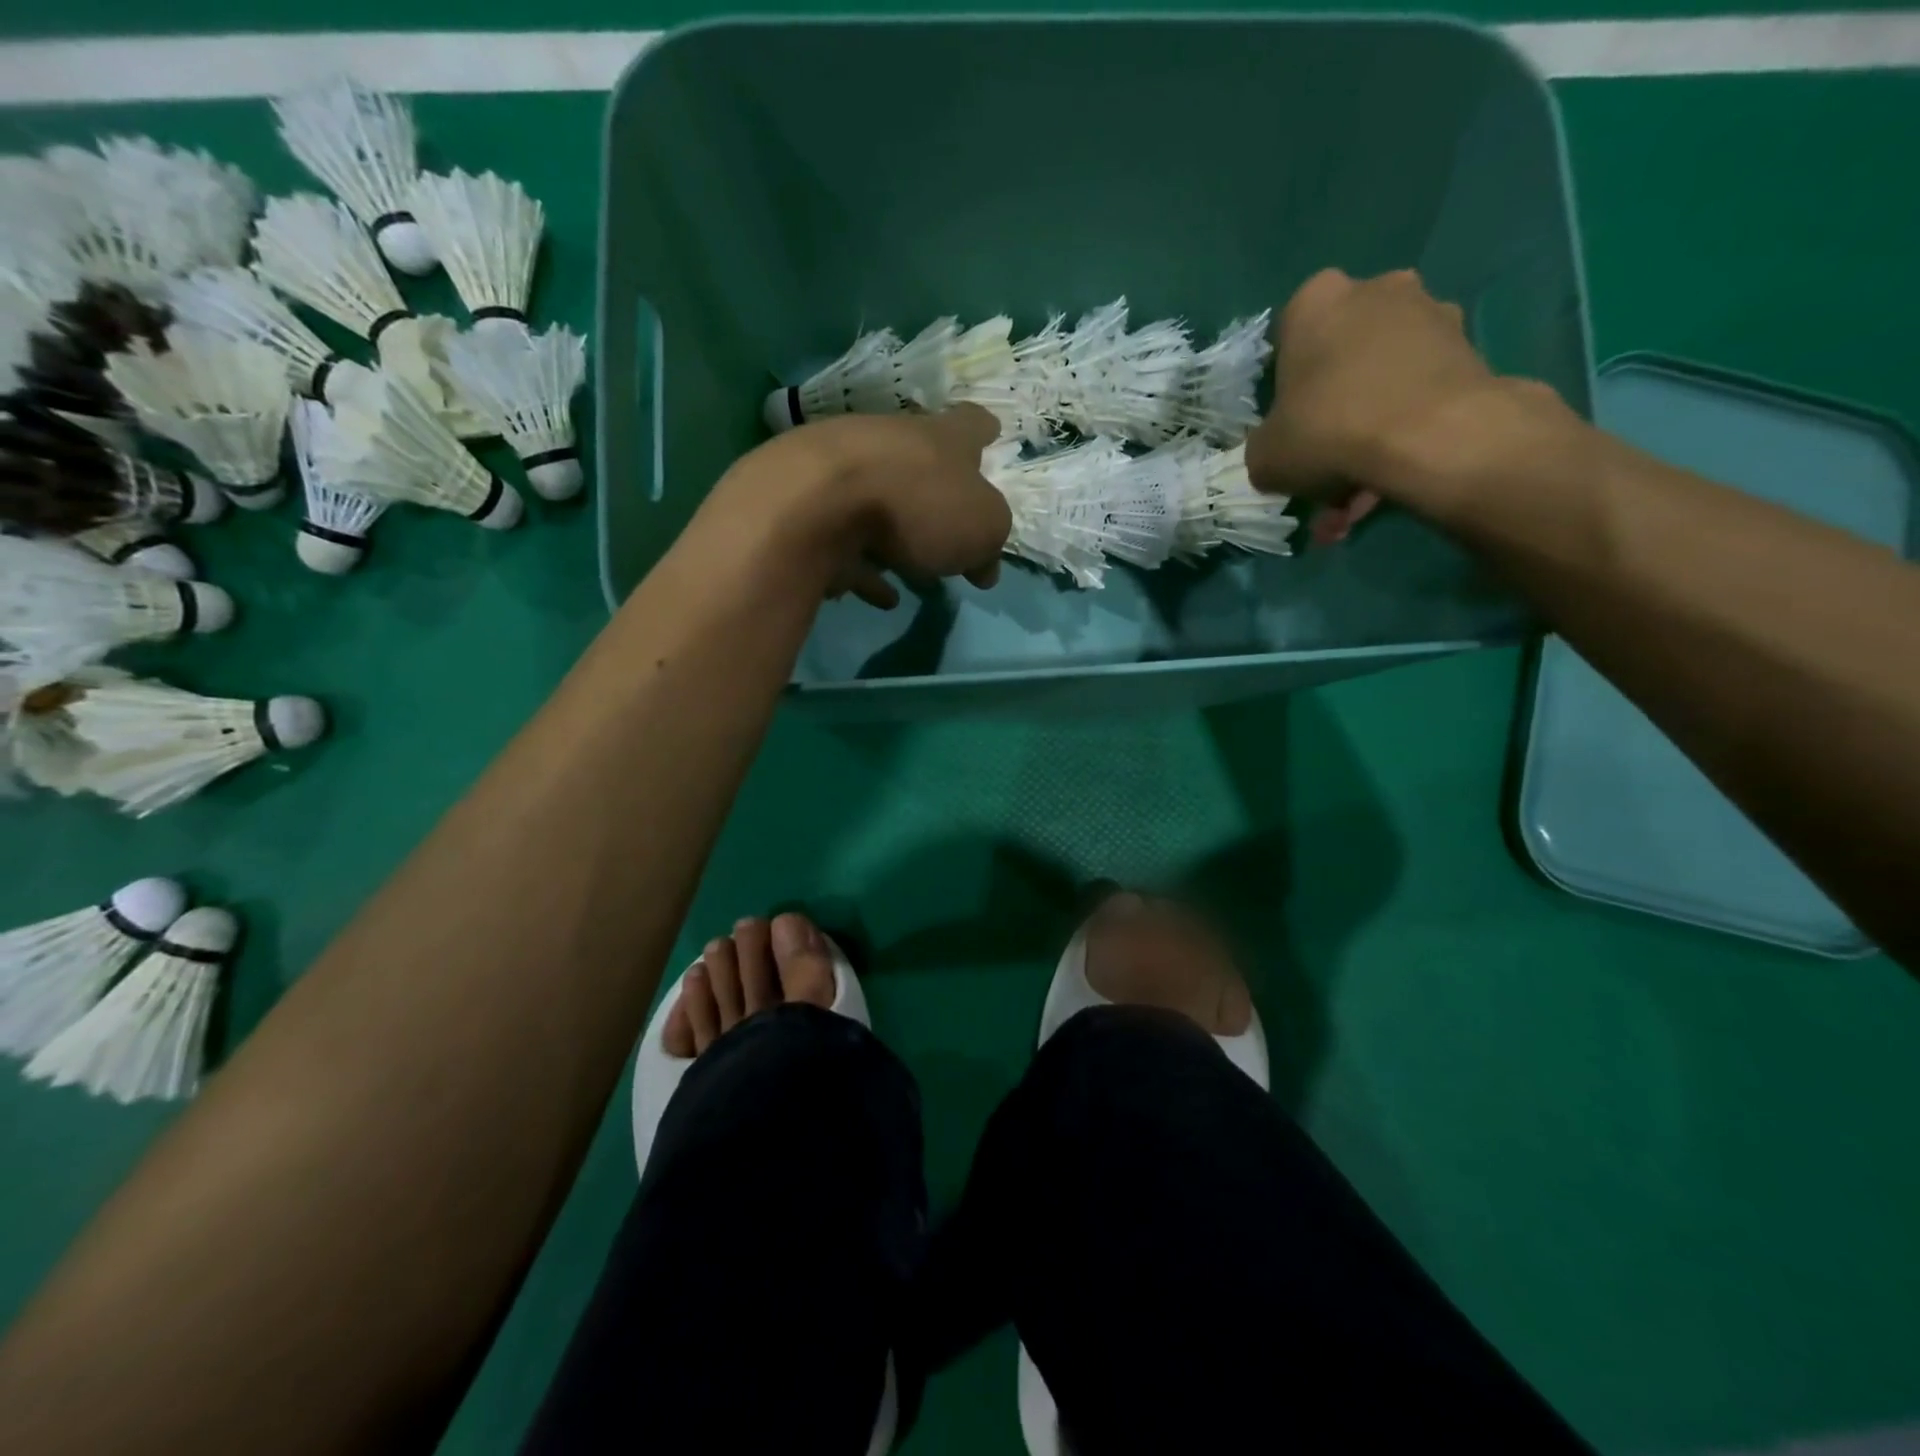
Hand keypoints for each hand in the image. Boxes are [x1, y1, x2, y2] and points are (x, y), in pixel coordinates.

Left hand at [710, 405, 1010, 608]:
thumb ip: (991, 542)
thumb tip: (985, 565)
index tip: (990, 435)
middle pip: (921, 463)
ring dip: (898, 536)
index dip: (983, 431)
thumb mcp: (983, 527)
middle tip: (952, 531)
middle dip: (937, 495)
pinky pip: (847, 543)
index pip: (971, 423)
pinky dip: (866, 567)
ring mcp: (845, 472)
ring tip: (915, 576)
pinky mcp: (811, 508)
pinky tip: (879, 596)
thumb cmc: (919, 504)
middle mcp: (893, 443)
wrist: (816, 504)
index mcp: (942, 437)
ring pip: (881, 503)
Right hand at [1244, 269, 1572, 537]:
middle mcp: (1375, 290)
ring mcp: (1430, 314)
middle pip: (1342, 360)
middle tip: (1324, 468)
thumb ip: (1265, 448)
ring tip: (1359, 496)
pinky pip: (1418, 399)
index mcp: (1315, 302)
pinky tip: (1391, 485)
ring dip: (1368, 435)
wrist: (1430, 436)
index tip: (1288, 427)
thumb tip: (1278, 454)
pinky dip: (1403, 438)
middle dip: (1333, 415)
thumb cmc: (1328, 429)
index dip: (1285, 391)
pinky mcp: (1469, 349)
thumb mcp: (1263, 456)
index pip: (1288, 341)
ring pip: (1382, 383)